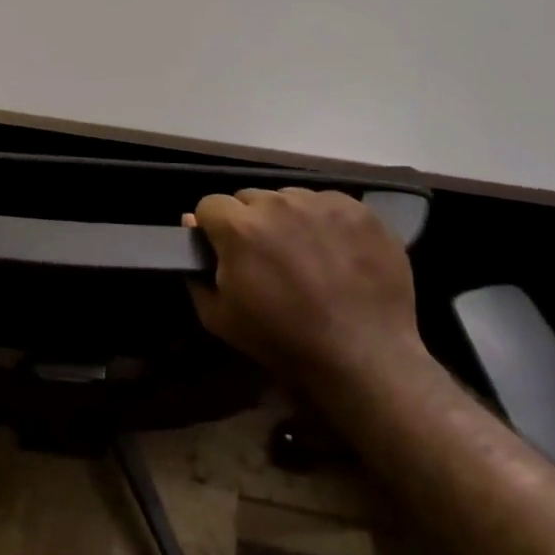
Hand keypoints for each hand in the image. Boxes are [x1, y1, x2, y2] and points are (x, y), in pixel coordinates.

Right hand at [187, 188, 422, 384]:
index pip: (210, 205)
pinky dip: (325, 222)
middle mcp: (278, 203)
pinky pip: (328, 204)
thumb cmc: (283, 340)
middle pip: (250, 198)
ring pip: (290, 198)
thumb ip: (195, 269)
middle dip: (251, 222)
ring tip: (306, 255)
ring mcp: (321, 203)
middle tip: (267, 257)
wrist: (364, 356)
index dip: (214, 229)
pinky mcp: (358, 210)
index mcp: (240, 227)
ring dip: (288, 220)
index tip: (226, 252)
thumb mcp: (218, 317)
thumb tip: (191, 225)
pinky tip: (336, 253)